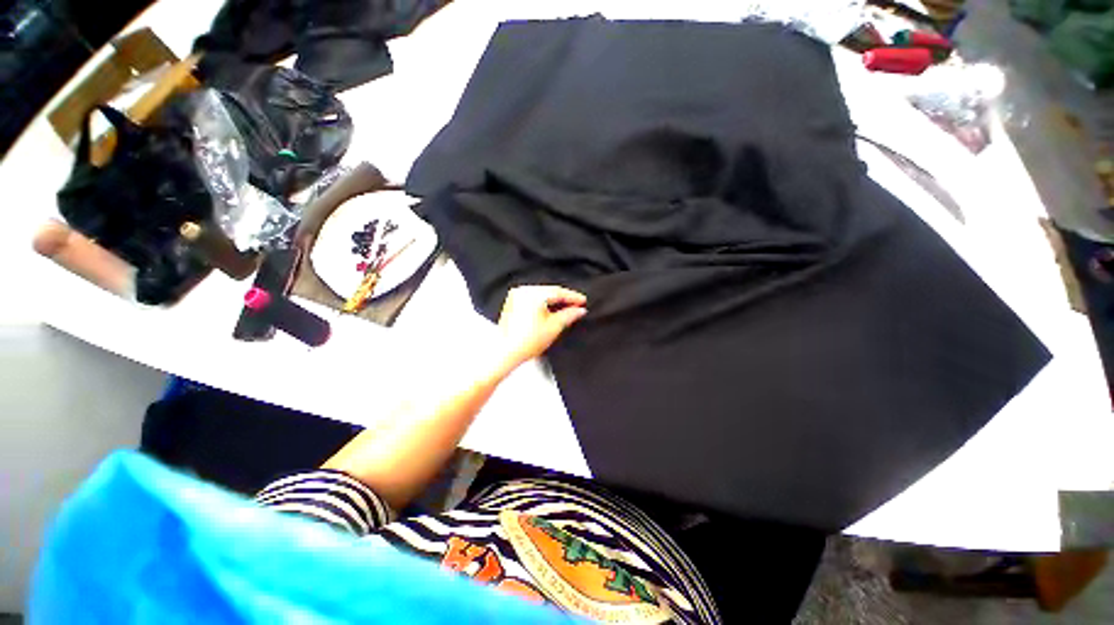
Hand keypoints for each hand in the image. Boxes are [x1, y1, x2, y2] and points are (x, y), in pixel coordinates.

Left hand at [496, 286, 587, 367]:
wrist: (506, 352)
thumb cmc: (527, 341)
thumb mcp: (554, 327)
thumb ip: (569, 315)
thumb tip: (579, 310)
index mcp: (533, 294)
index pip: (558, 292)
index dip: (573, 297)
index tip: (583, 301)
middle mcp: (523, 291)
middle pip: (549, 291)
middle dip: (563, 298)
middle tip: (577, 305)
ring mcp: (516, 296)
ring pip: (541, 294)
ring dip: (553, 300)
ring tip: (566, 308)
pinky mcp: (512, 303)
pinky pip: (532, 298)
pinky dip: (542, 303)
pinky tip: (550, 309)